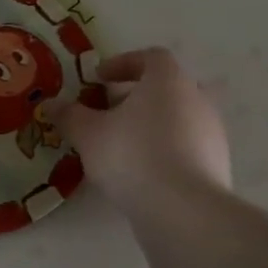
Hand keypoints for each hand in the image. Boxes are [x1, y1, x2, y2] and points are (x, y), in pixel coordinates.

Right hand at [53, 48, 231, 214]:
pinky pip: (186, 146)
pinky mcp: (217, 164)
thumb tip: (51, 104)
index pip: (151, 57)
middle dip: (135, 96)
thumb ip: (69, 115)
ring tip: (121, 147)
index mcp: (168, 81)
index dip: (123, 63)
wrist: (183, 210)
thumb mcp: (88, 135)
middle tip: (108, 113)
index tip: (99, 79)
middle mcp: (197, 99)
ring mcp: (212, 133)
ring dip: (150, 125)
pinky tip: (142, 173)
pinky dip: (164, 150)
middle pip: (166, 87)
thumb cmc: (132, 156)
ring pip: (178, 117)